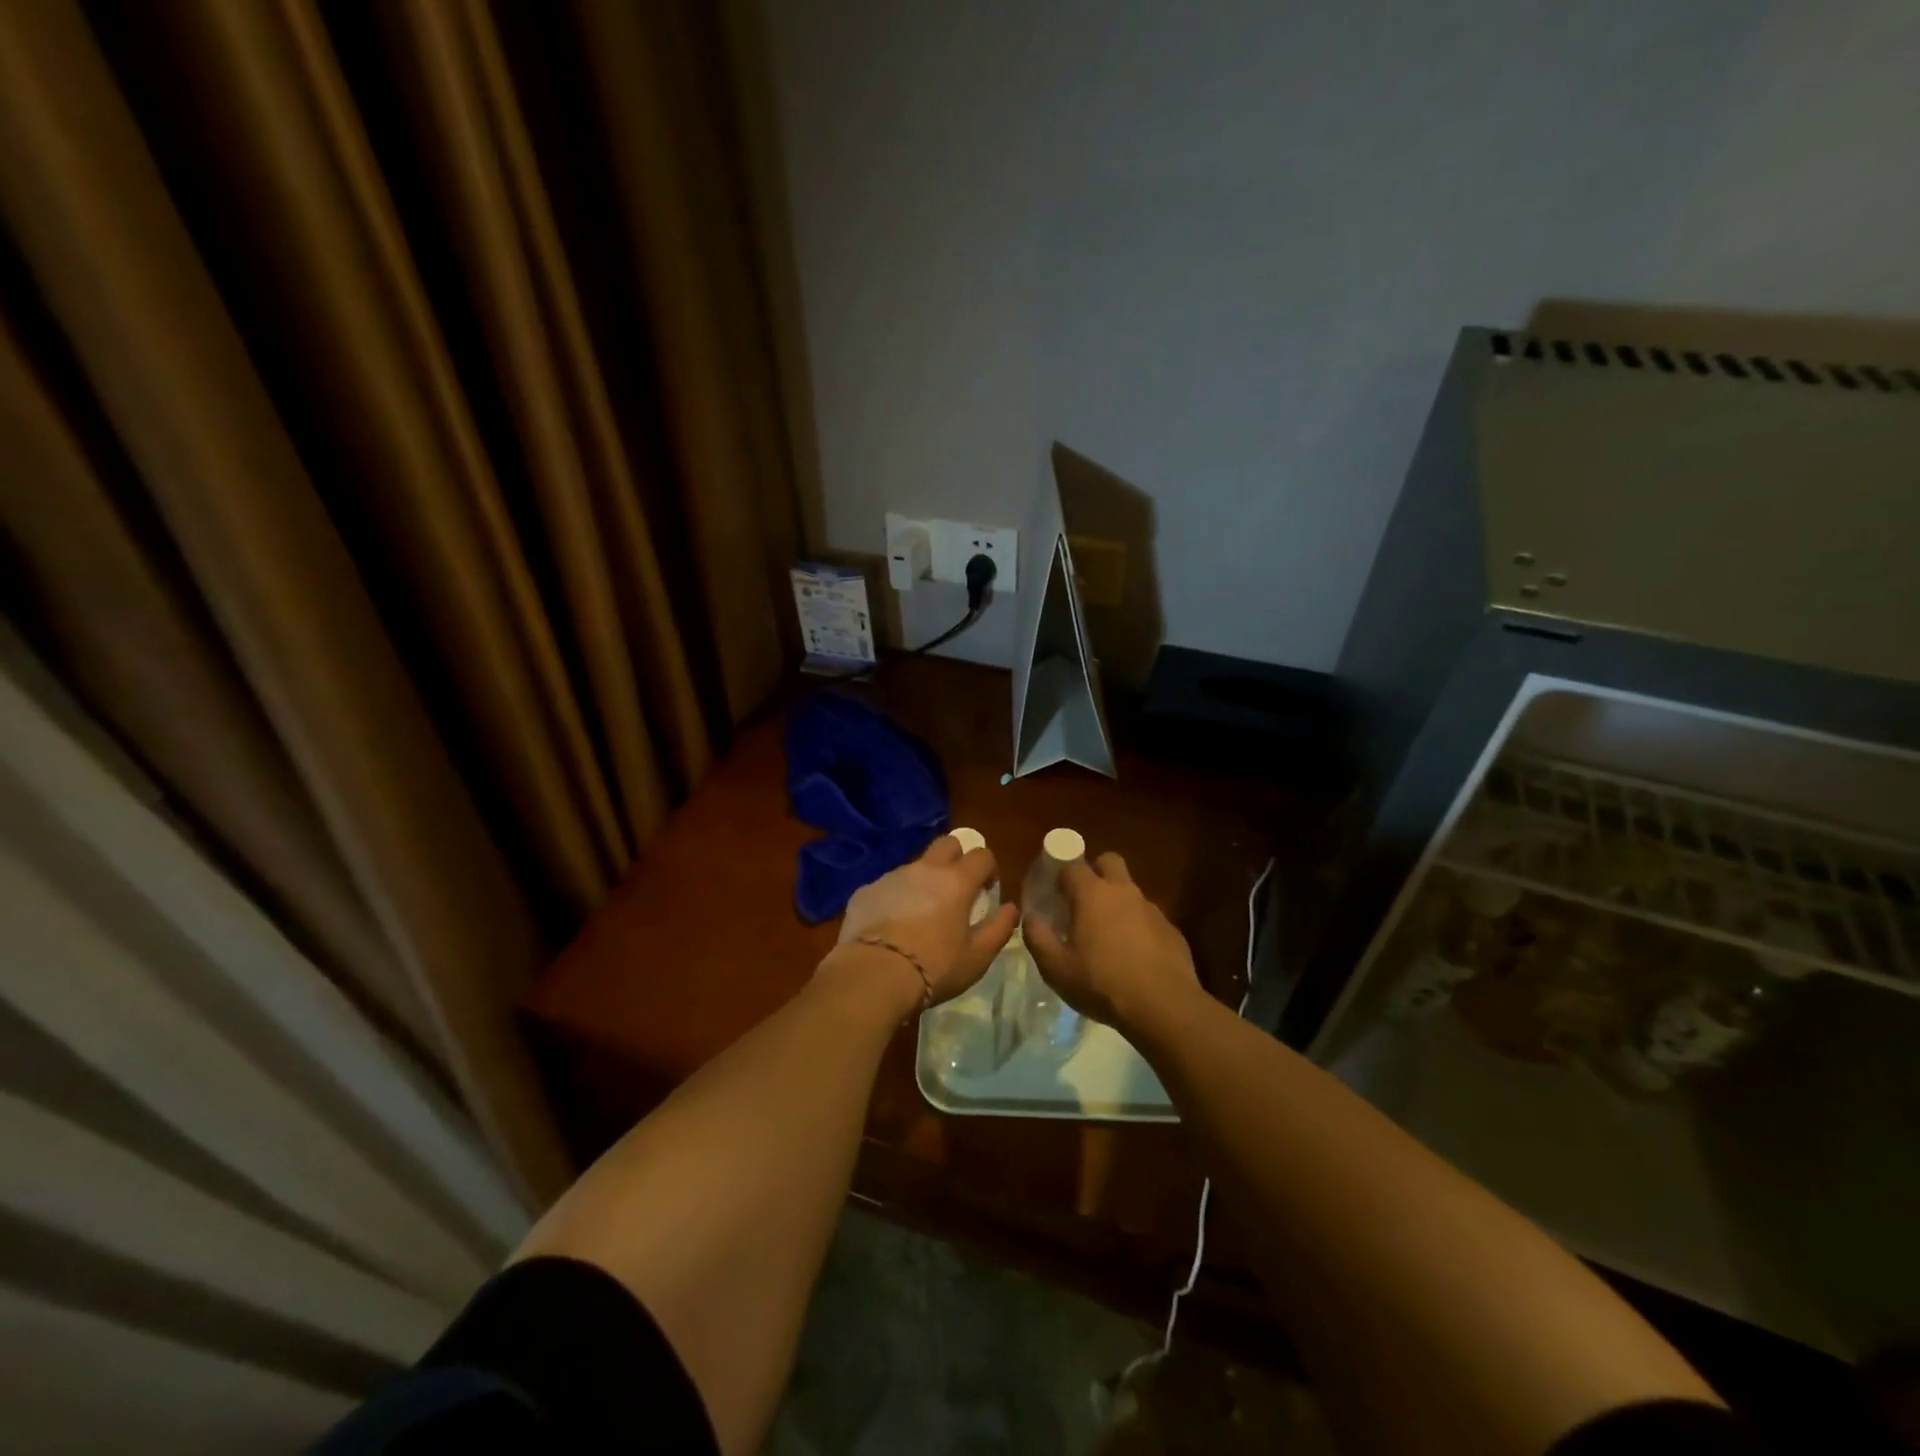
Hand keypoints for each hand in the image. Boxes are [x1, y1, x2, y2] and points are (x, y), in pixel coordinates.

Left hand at [826, 836, 1019, 1008]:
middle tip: (956, 890)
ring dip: (924, 881)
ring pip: (915, 865)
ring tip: (920, 915)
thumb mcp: (977, 957)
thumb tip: (1010, 908)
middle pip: (947, 843)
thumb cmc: (934, 967)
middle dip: (956, 859)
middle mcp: (925, 869)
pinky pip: (887, 886)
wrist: (873, 975)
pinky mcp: (866, 891)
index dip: (988, 869)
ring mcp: (892, 876)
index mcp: (957, 881)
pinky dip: (895, 898)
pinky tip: (891, 927)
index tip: (986, 891)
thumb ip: (999, 928)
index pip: (982, 855)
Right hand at [1023, 852, 1199, 1034]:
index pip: (1072, 866)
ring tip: (1108, 937)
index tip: (1054, 894)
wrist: (1164, 1007)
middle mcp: (1123, 892)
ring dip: (1117, 903)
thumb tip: (1030, 917)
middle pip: (1109, 861)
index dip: (1060, 875)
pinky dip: (1138, 927)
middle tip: (1083, 901)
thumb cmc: (1102, 984)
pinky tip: (1134, 957)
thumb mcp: (1056, 968)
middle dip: (1095, 872)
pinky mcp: (1171, 929)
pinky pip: (1148, 917)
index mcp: (1092, 894)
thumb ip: (1037, 937)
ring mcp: (1151, 909)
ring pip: (1130, 891)